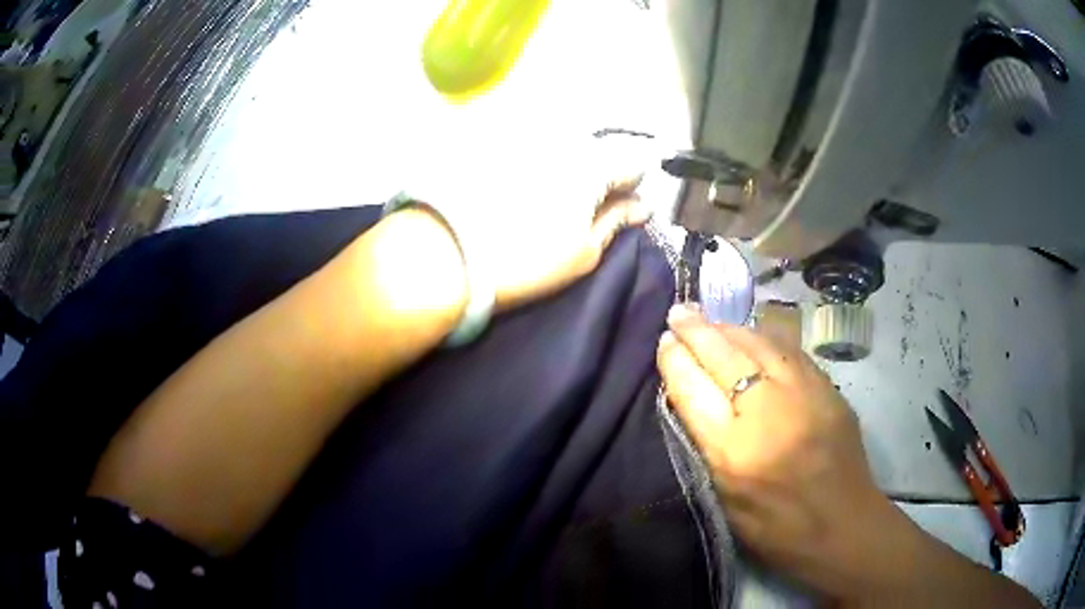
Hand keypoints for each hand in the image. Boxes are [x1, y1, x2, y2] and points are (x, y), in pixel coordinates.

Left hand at [413, 128, 655, 311]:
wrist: (448, 256)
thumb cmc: (527, 260)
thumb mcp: (584, 252)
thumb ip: (617, 222)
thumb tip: (641, 207)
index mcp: (591, 164)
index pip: (632, 165)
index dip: (631, 189)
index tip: (618, 212)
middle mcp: (562, 141)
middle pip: (598, 152)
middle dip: (599, 178)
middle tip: (582, 213)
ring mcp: (526, 140)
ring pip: (565, 150)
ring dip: (567, 172)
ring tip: (547, 206)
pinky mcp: (496, 147)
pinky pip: (533, 152)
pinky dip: (537, 169)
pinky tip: (520, 195)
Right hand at [656, 305, 887, 597]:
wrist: (844, 527)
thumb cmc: (776, 529)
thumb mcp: (725, 500)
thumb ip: (707, 447)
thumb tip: (692, 398)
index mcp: (734, 453)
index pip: (693, 390)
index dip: (675, 360)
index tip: (663, 341)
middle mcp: (768, 414)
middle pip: (724, 357)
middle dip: (696, 330)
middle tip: (679, 312)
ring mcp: (804, 395)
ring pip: (759, 343)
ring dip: (730, 328)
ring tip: (711, 319)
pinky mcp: (829, 389)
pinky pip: (790, 351)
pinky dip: (765, 338)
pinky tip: (753, 334)